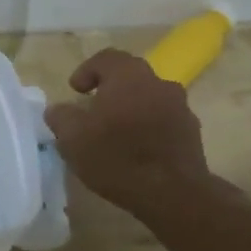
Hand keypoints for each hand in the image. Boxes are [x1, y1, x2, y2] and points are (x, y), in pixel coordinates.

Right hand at [43, 49, 228, 222]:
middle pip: (131, 76)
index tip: (76, 91)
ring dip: (132, 108)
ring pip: (149, 97)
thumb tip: (58, 109)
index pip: (107, 58)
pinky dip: (148, 126)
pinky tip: (137, 149)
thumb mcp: (73, 139)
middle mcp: (158, 83)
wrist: (172, 193)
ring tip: (116, 132)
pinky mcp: (191, 131)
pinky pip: (164, 119)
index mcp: (128, 77)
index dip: (87, 70)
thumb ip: (61, 117)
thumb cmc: (117, 158)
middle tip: (94, 109)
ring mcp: (180, 106)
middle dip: (110, 88)